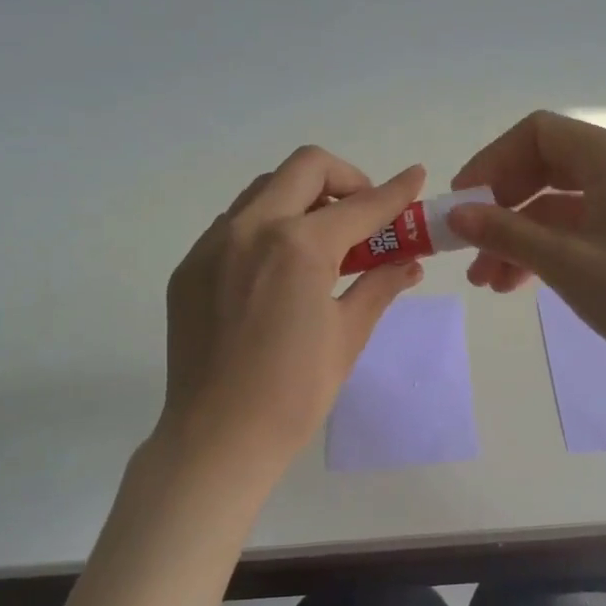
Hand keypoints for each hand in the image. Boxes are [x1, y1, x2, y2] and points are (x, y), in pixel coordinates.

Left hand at [156, 147, 426, 478]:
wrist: (216, 438)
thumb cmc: (294, 393)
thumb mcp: (348, 335)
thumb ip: (379, 285)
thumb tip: (409, 262)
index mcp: (298, 245)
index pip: (360, 205)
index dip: (395, 191)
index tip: (415, 177)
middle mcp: (251, 228)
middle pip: (305, 167)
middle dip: (346, 179)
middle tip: (362, 215)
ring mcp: (213, 244)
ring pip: (265, 190)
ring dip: (302, 199)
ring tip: (321, 243)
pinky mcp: (189, 266)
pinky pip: (234, 224)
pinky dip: (266, 227)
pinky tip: (278, 269)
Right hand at [447, 111, 605, 380]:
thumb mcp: (565, 261)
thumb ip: (506, 233)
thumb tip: (455, 214)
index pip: (537, 133)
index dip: (492, 161)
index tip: (462, 201)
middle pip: (543, 168)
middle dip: (500, 206)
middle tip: (467, 242)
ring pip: (556, 206)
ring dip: (516, 236)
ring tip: (484, 280)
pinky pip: (576, 230)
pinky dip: (543, 251)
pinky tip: (515, 284)